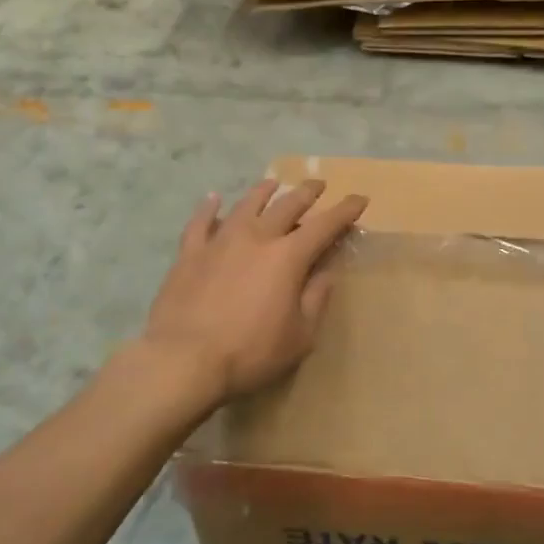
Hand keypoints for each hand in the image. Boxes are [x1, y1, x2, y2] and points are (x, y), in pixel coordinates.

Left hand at [138, 178, 368, 408]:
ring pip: (246, 205)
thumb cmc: (250, 353)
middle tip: (318, 184)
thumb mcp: (300, 336)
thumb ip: (316, 298)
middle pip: (287, 205)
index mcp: (288, 257)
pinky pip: (200, 223)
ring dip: (264, 191)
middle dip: (307, 192)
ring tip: (273, 183)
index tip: (359, 199)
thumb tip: (327, 272)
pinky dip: (209, 208)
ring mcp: (220, 241)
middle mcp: (257, 237)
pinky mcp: (190, 253)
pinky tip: (213, 199)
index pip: (325, 225)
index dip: (345, 210)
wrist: (183, 360)